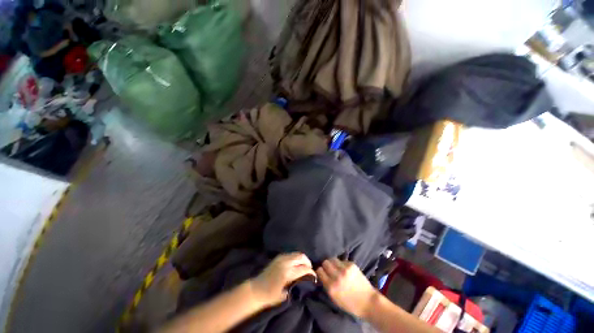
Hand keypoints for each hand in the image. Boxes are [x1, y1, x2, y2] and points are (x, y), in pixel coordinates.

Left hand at [249, 253, 315, 307]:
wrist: (257, 289)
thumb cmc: (271, 296)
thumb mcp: (286, 294)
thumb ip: (297, 284)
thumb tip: (306, 280)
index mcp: (288, 273)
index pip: (304, 268)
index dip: (311, 272)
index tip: (314, 276)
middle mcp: (286, 262)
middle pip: (301, 256)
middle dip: (308, 262)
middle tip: (310, 270)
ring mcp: (281, 258)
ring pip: (296, 253)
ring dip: (302, 259)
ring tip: (304, 267)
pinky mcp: (278, 256)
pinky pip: (291, 254)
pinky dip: (296, 258)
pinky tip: (296, 264)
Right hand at [316, 258, 377, 318]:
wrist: (368, 302)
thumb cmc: (350, 303)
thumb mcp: (334, 298)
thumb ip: (327, 285)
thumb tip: (321, 274)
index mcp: (331, 287)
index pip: (319, 271)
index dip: (320, 271)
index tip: (322, 273)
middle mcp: (337, 276)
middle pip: (325, 262)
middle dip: (326, 266)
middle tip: (329, 270)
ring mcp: (345, 269)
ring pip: (332, 259)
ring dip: (333, 263)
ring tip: (336, 268)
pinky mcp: (351, 265)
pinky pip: (342, 260)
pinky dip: (342, 264)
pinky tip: (345, 270)